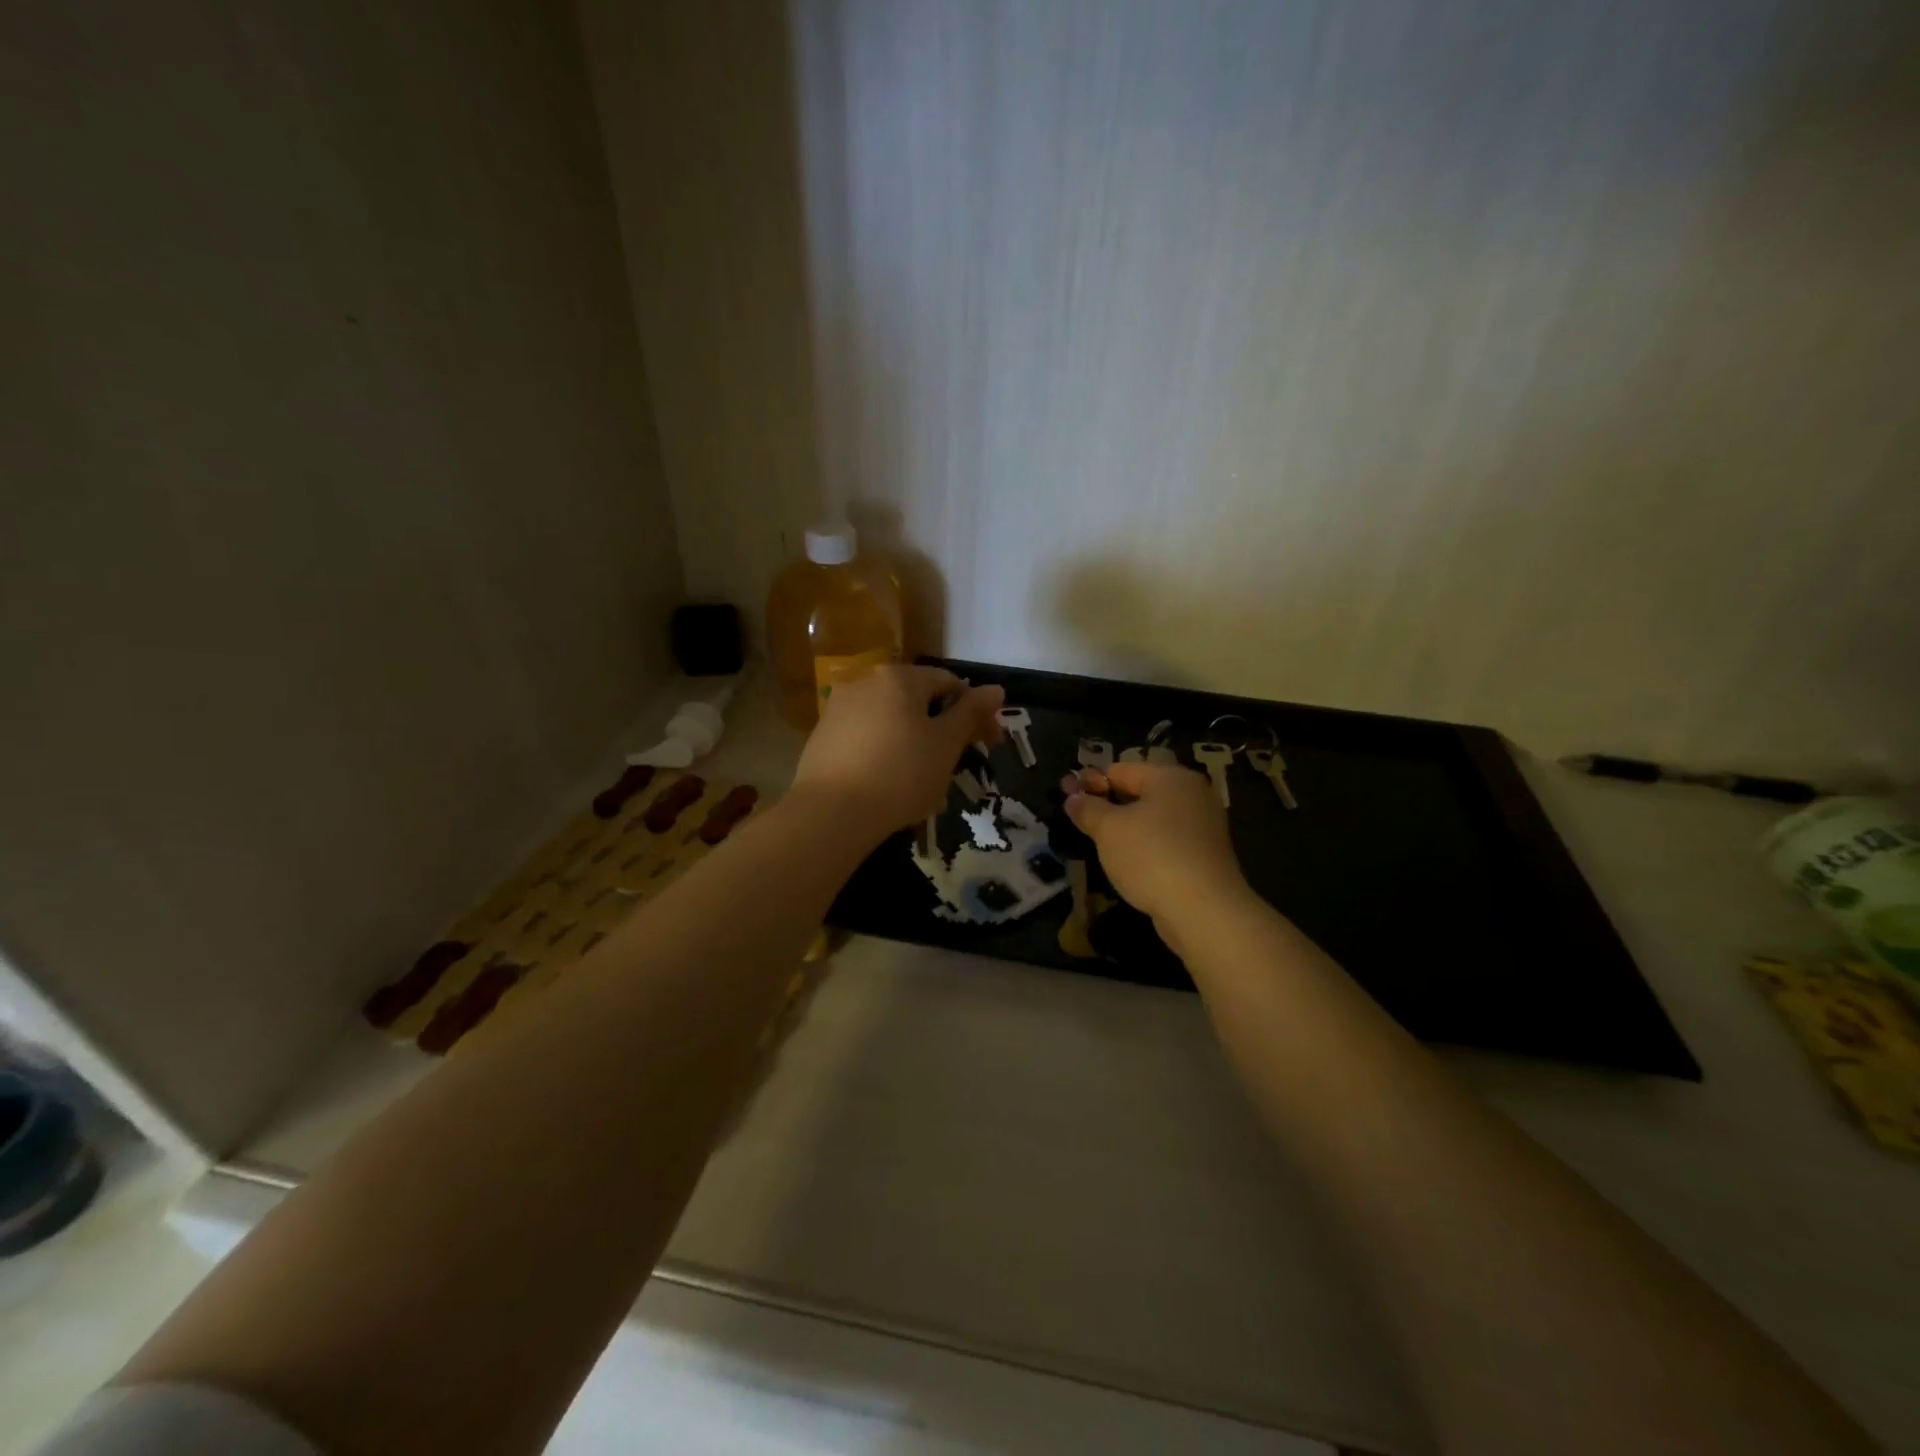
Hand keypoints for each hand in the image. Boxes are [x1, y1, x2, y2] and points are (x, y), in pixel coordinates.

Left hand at [791, 665, 1004, 839]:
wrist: (830, 813)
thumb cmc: (900, 774)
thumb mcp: (946, 744)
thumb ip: (971, 713)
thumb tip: (995, 689)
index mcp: (898, 677)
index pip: (949, 684)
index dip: (976, 713)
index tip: (989, 745)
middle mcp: (865, 682)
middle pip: (917, 701)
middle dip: (943, 731)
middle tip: (957, 767)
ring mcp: (838, 709)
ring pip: (891, 722)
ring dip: (915, 745)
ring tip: (925, 784)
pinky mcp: (822, 737)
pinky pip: (866, 739)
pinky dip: (886, 755)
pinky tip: (891, 787)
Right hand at [1061, 761, 1252, 926]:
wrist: (1204, 911)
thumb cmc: (1151, 856)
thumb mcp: (1108, 830)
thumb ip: (1088, 809)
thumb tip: (1073, 798)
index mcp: (1170, 777)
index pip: (1121, 769)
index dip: (1090, 781)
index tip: (1066, 795)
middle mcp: (1192, 794)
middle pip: (1140, 791)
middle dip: (1108, 803)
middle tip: (1079, 819)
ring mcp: (1203, 826)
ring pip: (1154, 818)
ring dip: (1126, 827)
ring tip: (1099, 842)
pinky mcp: (1206, 855)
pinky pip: (1167, 841)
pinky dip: (1146, 846)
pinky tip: (1128, 862)